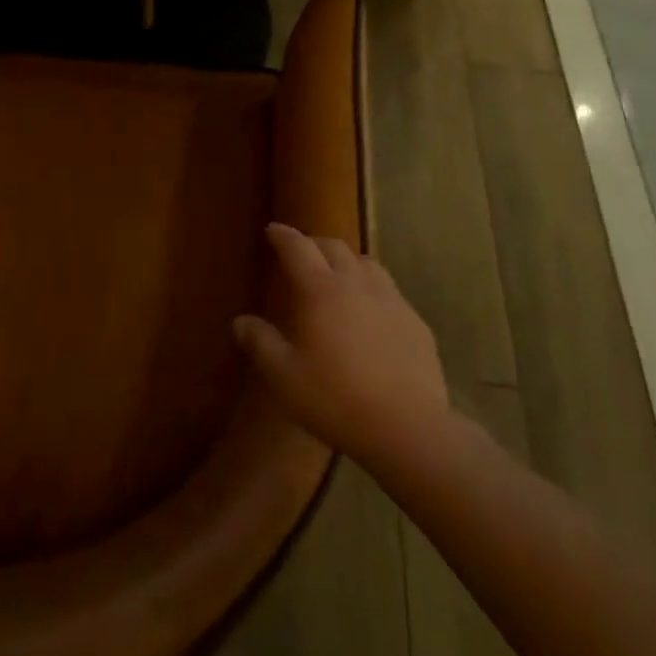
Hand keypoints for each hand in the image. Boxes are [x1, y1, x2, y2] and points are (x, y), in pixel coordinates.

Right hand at [233, 223, 449, 467]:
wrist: (407, 426)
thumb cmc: (336, 398)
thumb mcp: (285, 377)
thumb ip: (261, 344)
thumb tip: (241, 321)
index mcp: (321, 290)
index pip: (298, 248)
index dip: (284, 236)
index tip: (273, 229)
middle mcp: (356, 283)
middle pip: (334, 247)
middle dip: (315, 243)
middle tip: (302, 252)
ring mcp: (390, 299)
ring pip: (366, 263)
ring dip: (347, 260)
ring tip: (338, 274)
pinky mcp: (415, 320)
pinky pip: (389, 291)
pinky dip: (373, 289)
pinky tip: (372, 311)